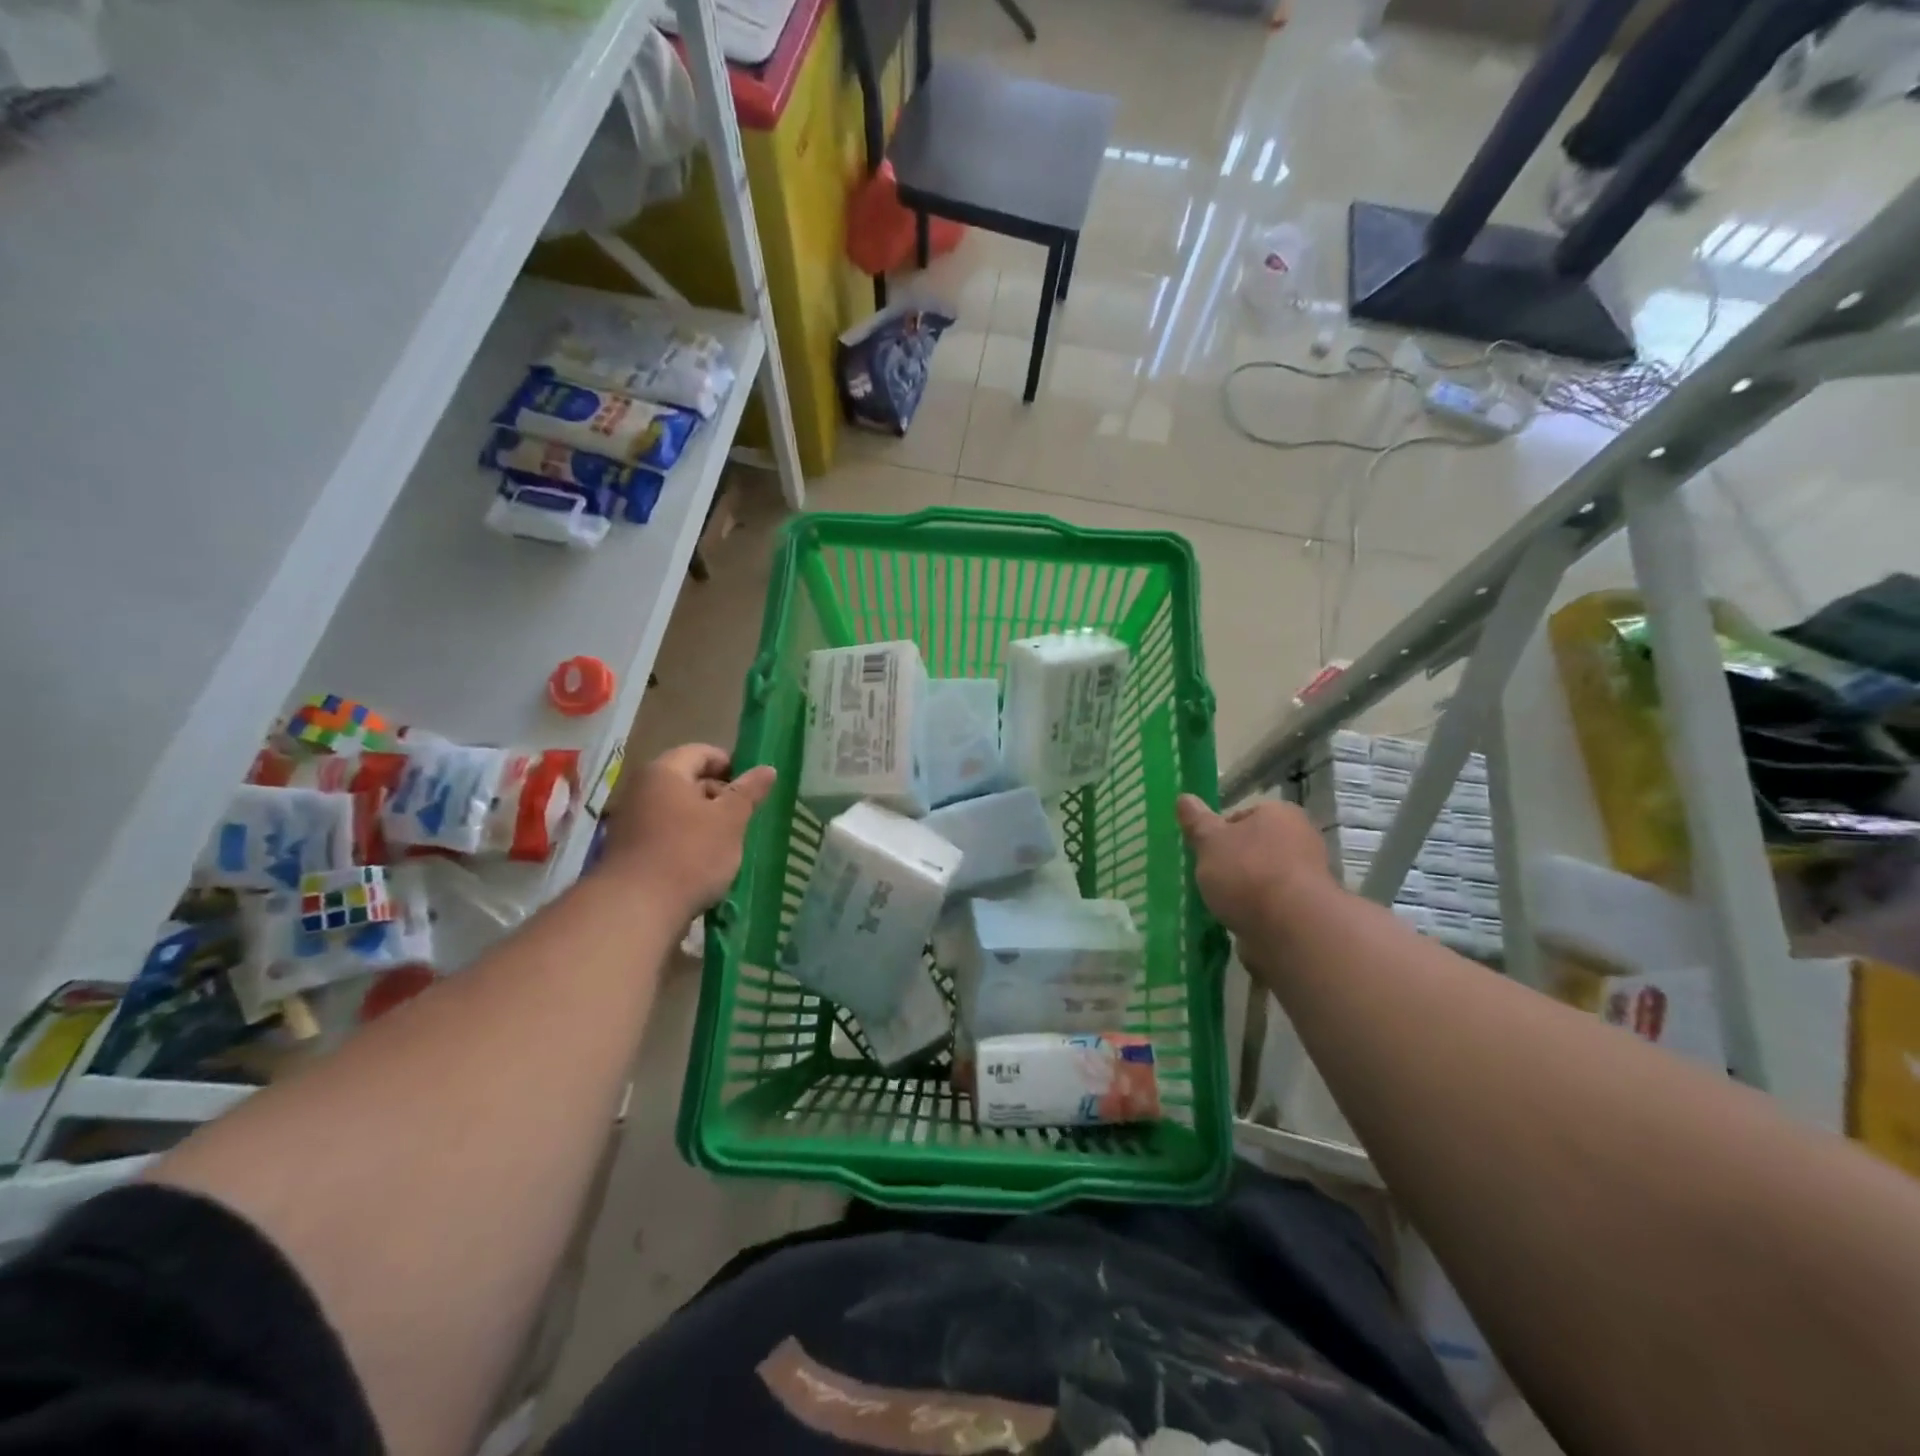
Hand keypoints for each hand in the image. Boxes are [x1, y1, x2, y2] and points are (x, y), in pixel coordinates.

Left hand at [599, 744, 775, 917]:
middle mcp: (641, 789)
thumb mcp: (730, 820)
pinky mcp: (628, 850)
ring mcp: (630, 820)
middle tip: (744, 818)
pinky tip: (703, 864)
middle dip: (718, 796)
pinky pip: (664, 834)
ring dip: (704, 822)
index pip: (701, 752)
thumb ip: (749, 792)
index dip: (730, 765)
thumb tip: (767, 768)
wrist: (636, 909)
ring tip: (728, 844)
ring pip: (677, 810)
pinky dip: (685, 842)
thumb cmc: (690, 854)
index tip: (751, 788)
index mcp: (664, 772)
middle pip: (687, 780)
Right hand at [1176, 795, 1333, 934]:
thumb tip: (1184, 798)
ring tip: (1220, 905)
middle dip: (1231, 863)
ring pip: (1262, 878)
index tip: (1203, 852)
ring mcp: (1308, 877)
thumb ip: (1196, 821)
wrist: (1291, 929)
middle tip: (1208, 879)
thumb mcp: (1210, 841)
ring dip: (1243, 891)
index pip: (1241, 816)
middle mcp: (1300, 839)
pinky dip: (1256, 913)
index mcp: (1279, 814)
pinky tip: (1238, 923)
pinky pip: (1272, 906)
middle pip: (1253, 847)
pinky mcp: (1307, 911)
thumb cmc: (1247, 872)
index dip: (1218, 833)